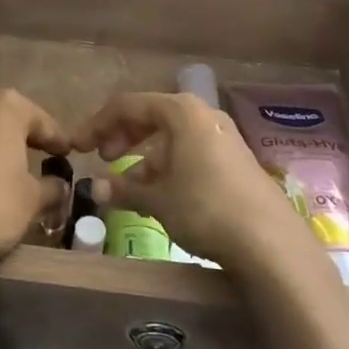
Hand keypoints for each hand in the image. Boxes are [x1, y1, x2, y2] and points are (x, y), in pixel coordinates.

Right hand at [72, 92, 311, 274]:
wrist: (271, 243)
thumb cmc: (205, 208)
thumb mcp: (157, 200)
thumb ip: (123, 190)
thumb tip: (95, 189)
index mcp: (180, 111)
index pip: (127, 106)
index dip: (97, 124)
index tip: (77, 146)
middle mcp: (202, 115)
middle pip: (151, 116)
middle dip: (122, 136)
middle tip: (102, 158)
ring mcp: (222, 137)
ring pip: (172, 137)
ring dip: (145, 157)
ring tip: (128, 185)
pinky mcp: (235, 160)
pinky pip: (190, 152)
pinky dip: (169, 167)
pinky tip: (160, 194)